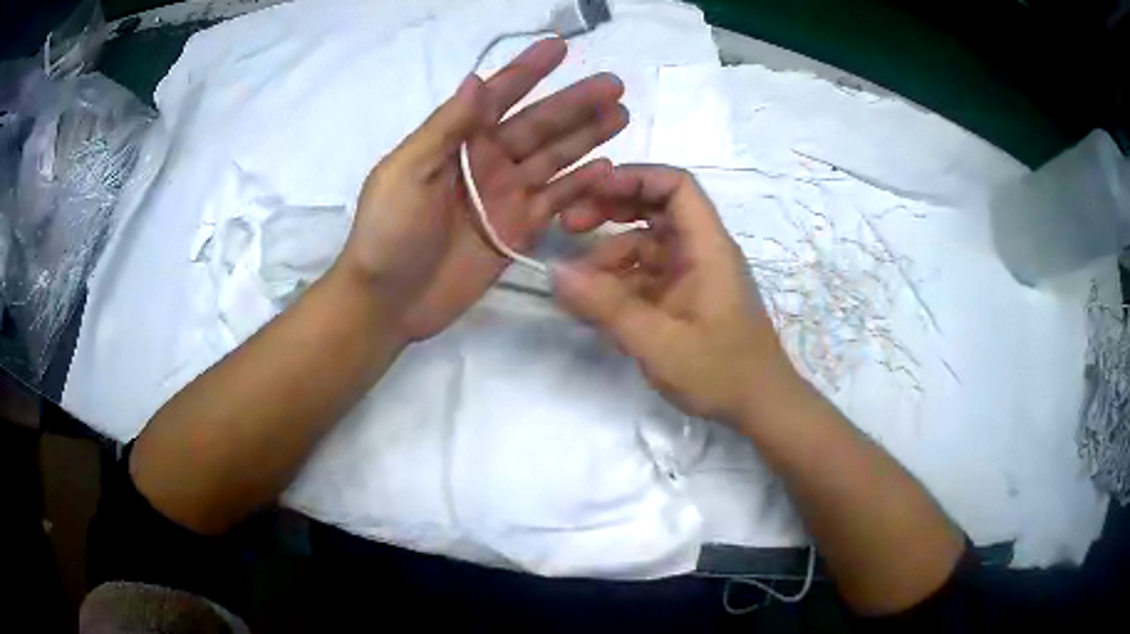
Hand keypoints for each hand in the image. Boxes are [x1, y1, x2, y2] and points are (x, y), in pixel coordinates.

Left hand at [335, 38, 627, 341]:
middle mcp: (487, 161)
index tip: (560, 46)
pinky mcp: (519, 230)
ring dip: (587, 135)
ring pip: (555, 157)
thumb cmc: (388, 231)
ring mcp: (506, 195)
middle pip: (539, 124)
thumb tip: (475, 79)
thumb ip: (445, 128)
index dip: (528, 70)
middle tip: (614, 84)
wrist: (389, 300)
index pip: (498, 96)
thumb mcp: (407, 172)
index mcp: (457, 141)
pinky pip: (556, 201)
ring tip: (620, 114)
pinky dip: (581, 186)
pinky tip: (607, 169)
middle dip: (574, 102)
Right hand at [552, 165, 799, 425]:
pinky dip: (618, 282)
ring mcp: (692, 275)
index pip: (676, 186)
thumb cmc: (721, 372)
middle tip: (569, 225)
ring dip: (609, 254)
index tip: (590, 191)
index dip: (634, 178)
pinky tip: (593, 303)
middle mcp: (701, 251)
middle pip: (656, 209)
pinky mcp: (684, 297)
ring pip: (645, 244)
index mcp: (707, 248)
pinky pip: (646, 276)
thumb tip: (555, 272)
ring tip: (574, 280)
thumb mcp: (659, 343)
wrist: (759, 406)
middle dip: (611, 210)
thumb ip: (607, 307)